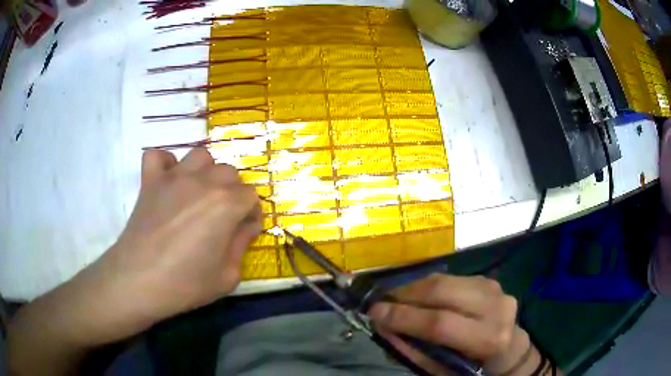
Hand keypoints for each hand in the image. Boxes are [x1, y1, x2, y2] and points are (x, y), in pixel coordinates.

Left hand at [68, 148, 261, 343]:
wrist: (139, 281)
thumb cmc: (186, 283)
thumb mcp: (227, 276)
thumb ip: (242, 245)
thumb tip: (247, 226)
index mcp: (226, 205)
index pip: (251, 195)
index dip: (252, 213)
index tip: (245, 230)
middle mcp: (203, 182)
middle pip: (229, 172)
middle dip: (233, 193)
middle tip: (224, 216)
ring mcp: (173, 178)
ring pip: (200, 156)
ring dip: (205, 172)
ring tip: (199, 193)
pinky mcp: (150, 181)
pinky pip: (158, 156)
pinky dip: (165, 163)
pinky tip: (168, 180)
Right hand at [369, 274, 528, 374]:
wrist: (508, 349)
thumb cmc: (473, 367)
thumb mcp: (442, 370)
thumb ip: (412, 350)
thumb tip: (383, 326)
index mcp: (487, 339)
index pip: (440, 323)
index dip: (404, 317)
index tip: (374, 312)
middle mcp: (495, 307)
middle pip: (442, 292)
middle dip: (405, 295)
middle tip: (382, 302)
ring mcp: (494, 289)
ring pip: (444, 280)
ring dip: (413, 288)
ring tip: (396, 299)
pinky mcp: (488, 280)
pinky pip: (450, 278)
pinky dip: (428, 286)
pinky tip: (418, 296)